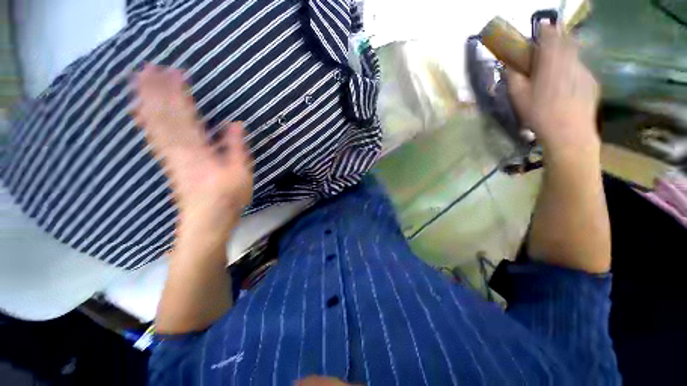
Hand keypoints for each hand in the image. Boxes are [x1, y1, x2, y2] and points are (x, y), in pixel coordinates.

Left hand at [133, 64, 252, 250]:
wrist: (206, 221)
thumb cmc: (228, 198)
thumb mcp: (241, 174)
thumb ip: (236, 149)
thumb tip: (235, 124)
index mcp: (199, 152)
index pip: (185, 117)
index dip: (178, 94)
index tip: (174, 72)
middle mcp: (179, 151)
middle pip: (163, 118)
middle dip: (154, 92)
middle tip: (146, 67)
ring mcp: (170, 157)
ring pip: (154, 126)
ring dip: (145, 102)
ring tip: (136, 82)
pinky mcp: (168, 164)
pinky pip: (153, 139)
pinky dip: (145, 122)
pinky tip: (139, 112)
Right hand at [507, 25, 599, 156]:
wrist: (569, 132)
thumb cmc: (539, 114)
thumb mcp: (518, 97)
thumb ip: (513, 77)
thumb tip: (509, 66)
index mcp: (551, 62)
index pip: (551, 36)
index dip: (546, 29)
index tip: (542, 28)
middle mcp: (571, 61)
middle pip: (566, 41)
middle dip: (558, 40)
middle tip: (549, 48)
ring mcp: (584, 71)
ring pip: (574, 56)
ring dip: (565, 56)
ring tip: (557, 70)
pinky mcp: (592, 82)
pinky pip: (581, 70)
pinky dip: (573, 71)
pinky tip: (567, 86)